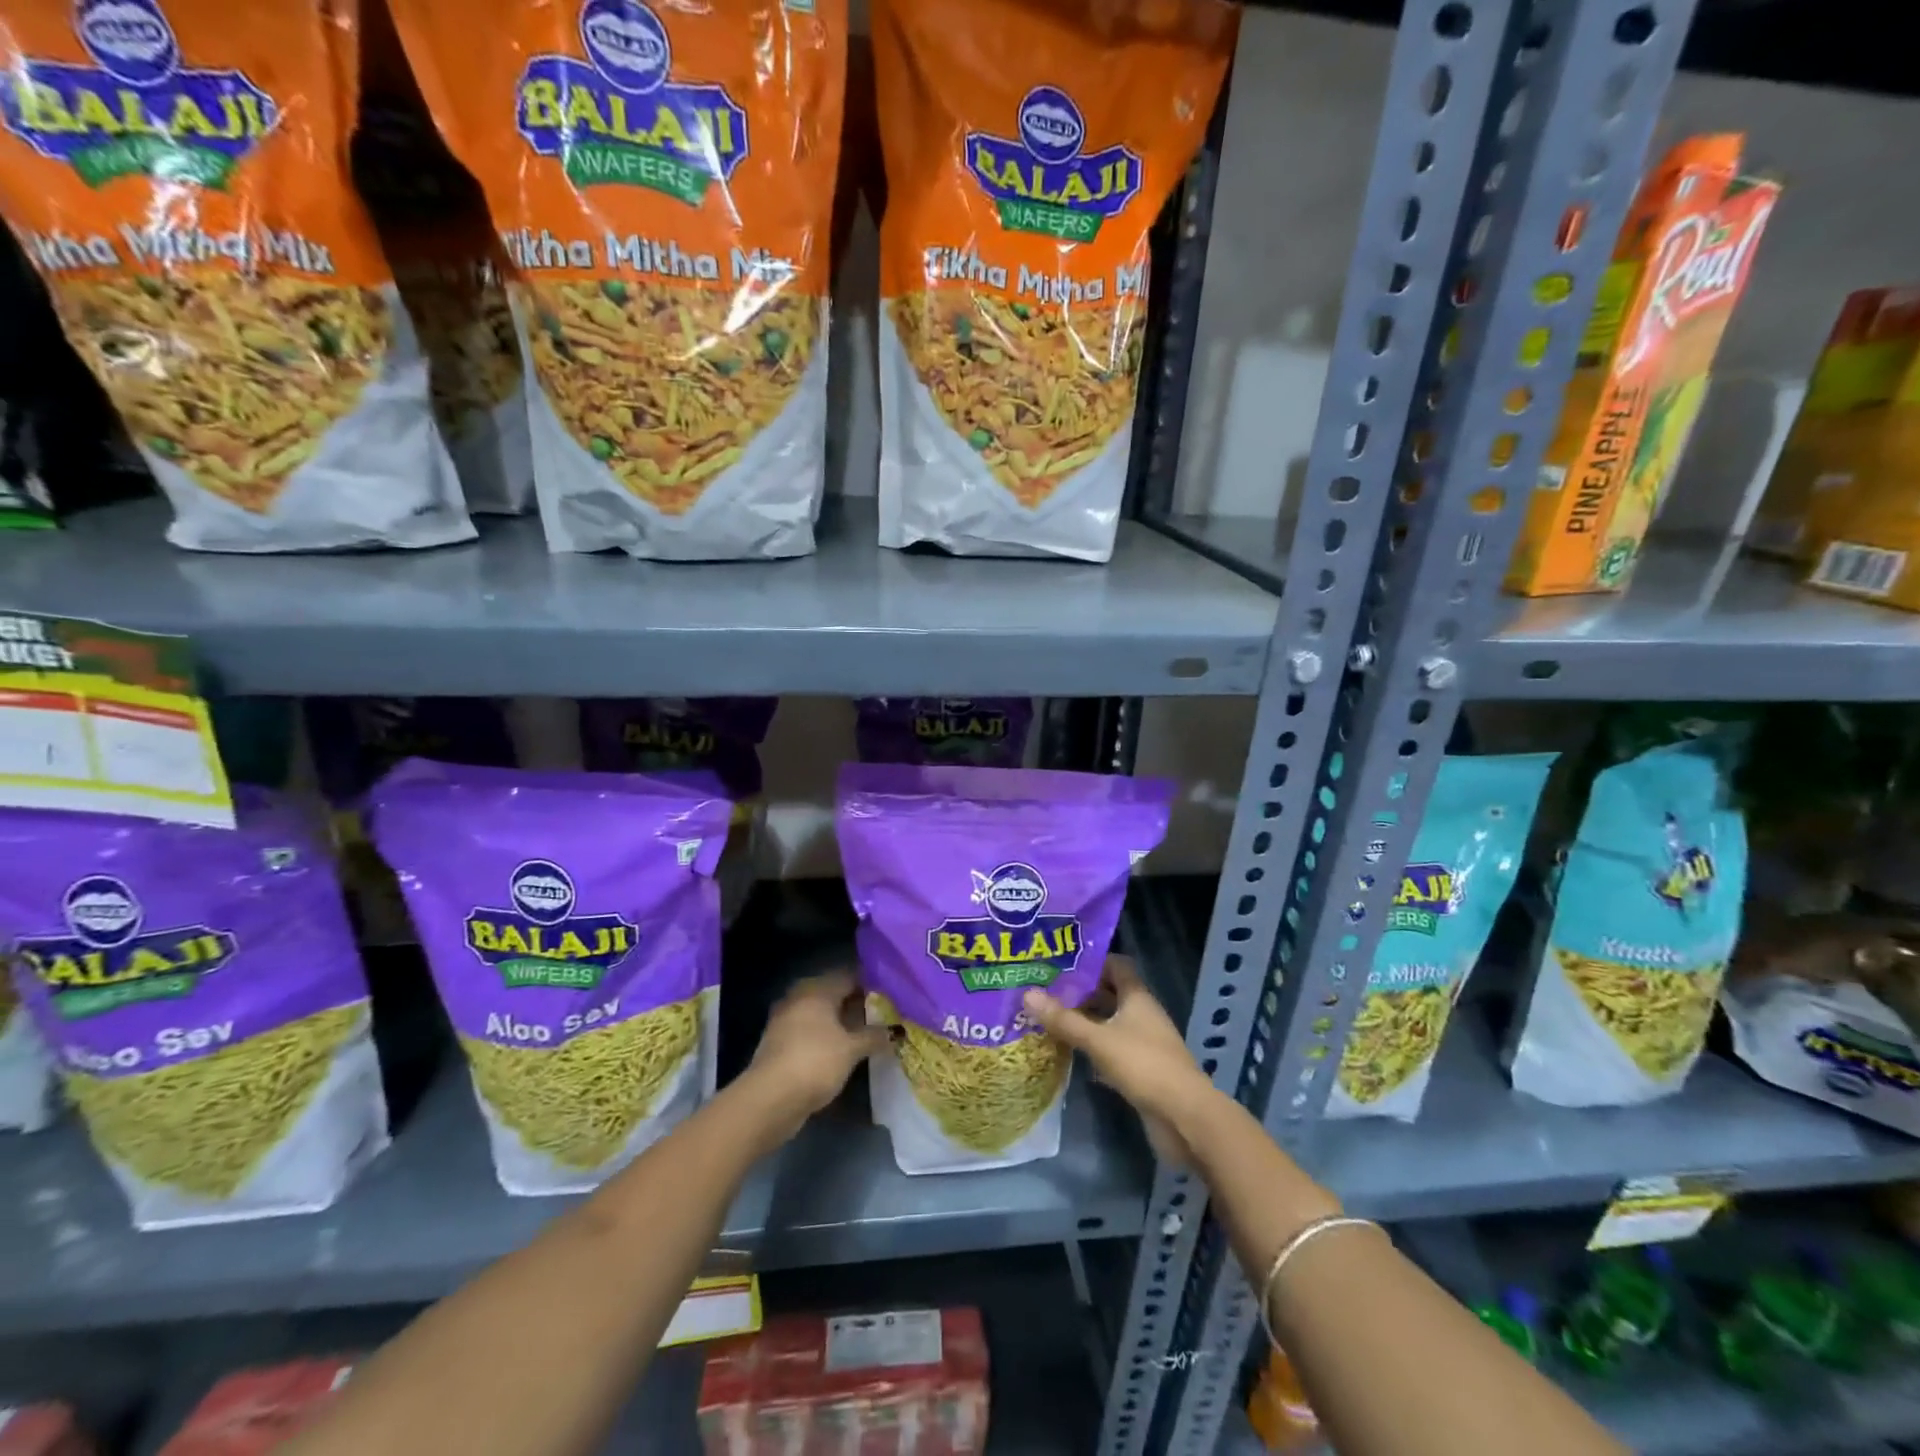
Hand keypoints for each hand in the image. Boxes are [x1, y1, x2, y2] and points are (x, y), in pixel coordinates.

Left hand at [743, 970, 887, 1141]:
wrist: (769, 1099)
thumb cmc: (815, 1063)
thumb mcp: (851, 1050)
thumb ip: (874, 1036)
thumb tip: (896, 1031)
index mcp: (817, 989)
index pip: (849, 975)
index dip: (871, 984)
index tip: (891, 995)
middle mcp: (799, 997)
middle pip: (834, 993)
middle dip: (856, 1003)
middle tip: (882, 1014)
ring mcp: (786, 1020)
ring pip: (821, 1013)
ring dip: (841, 1022)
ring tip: (866, 1033)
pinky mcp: (779, 1043)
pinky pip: (810, 1031)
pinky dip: (826, 1036)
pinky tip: (842, 1049)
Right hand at [1023, 955, 1216, 1160]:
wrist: (1185, 1117)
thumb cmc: (1144, 1065)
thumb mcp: (1098, 1040)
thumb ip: (1064, 1020)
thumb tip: (1027, 993)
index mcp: (1137, 997)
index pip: (1116, 965)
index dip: (1091, 961)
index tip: (1060, 963)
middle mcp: (1142, 1014)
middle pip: (1110, 993)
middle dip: (1081, 992)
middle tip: (1046, 991)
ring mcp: (1143, 1043)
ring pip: (1109, 1023)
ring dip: (1085, 1021)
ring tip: (1050, 1018)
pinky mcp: (1140, 1069)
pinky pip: (1111, 1049)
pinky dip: (1092, 1048)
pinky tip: (1068, 1052)